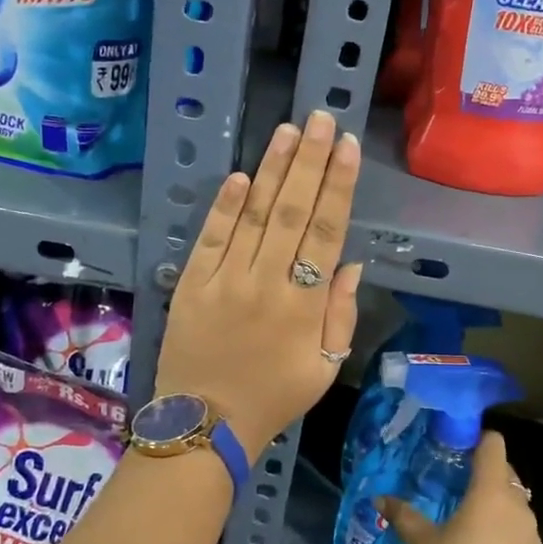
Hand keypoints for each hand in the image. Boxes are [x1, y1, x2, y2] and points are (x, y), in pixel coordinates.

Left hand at [155, 110, 362, 453]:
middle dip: (308, 161)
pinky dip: (225, 206)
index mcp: (304, 305)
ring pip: (253, 215)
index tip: (346, 147)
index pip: (326, 231)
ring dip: (271, 170)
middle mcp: (266, 283)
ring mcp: (225, 280)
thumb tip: (350, 263)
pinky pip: (211, 238)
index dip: (338, 186)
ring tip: (286, 130)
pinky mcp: (192, 285)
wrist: (206, 425)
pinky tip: (239, 175)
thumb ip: (341, 314)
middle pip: (292, 211)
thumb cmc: (274, 397)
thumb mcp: (325, 366)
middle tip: (319, 118)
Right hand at [378, 431, 542, 543]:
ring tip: (473, 533)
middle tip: (461, 492)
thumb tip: (380, 499)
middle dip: (488, 479)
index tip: (462, 449)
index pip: (495, 446)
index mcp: (491, 494)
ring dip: (500, 515)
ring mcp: (536, 543)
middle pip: (509, 478)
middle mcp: (520, 510)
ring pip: (518, 514)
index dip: (480, 441)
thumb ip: (404, 517)